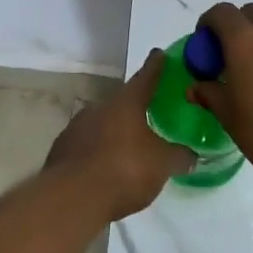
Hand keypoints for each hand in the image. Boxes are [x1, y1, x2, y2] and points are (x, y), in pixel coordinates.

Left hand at [46, 49, 194, 218]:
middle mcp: (98, 108)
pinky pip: (85, 146)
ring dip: (114, 135)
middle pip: (121, 104)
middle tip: (148, 121)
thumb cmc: (124, 170)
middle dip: (134, 111)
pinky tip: (104, 171)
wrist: (72, 198)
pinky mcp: (60, 151)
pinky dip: (97, 153)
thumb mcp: (162, 165)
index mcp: (126, 104)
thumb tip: (192, 155)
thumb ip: (179, 157)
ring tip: (127, 153)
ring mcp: (75, 128)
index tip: (159, 54)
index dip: (156, 66)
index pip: (145, 78)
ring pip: (101, 125)